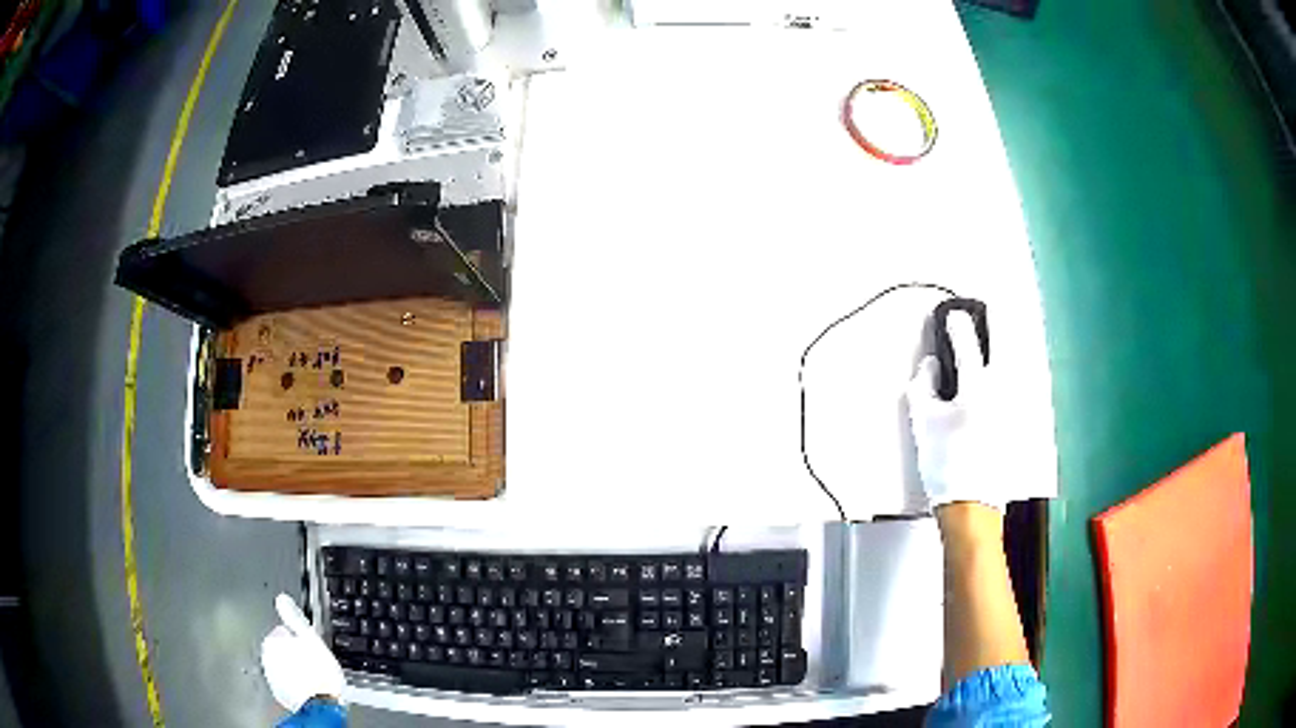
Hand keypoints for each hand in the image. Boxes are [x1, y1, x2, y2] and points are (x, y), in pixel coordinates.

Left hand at [261, 594, 344, 711]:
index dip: (298, 639)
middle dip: (293, 654)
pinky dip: (293, 682)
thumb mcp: (310, 638)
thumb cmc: (319, 671)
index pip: (283, 632)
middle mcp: (267, 657)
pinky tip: (307, 686)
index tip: (309, 647)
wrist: (321, 704)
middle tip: (311, 661)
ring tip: (310, 675)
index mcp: (273, 641)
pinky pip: (286, 682)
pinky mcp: (279, 693)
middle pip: (281, 650)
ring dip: (292, 668)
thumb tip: (281, 599)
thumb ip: (294, 618)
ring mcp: (272, 676)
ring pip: (282, 666)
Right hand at [906, 311, 1004, 511]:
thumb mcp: (923, 423)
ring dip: (1010, 343)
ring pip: (1018, 361)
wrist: (973, 505)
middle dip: (998, 320)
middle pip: (1005, 343)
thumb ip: (922, 386)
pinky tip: (1010, 371)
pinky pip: (1021, 384)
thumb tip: (930, 365)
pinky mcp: (1022, 421)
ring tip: (1002, 333)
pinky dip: (1015, 370)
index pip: (966, 343)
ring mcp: (1016, 405)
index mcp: (977, 386)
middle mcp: (1003, 389)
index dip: (956, 325)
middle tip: (993, 305)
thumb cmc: (946, 463)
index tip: (951, 315)